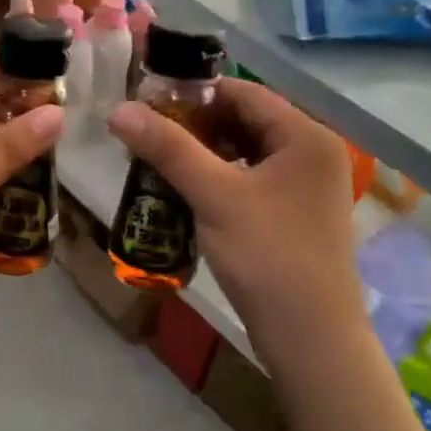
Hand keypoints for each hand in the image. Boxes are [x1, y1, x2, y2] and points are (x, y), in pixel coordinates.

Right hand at [108, 78, 364, 372]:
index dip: (194, 91)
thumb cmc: (268, 256)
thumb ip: (168, 148)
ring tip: (157, 158)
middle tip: (147, 131)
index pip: (244, 92)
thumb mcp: (214, 196)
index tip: (148, 99)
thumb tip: (118, 110)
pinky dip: (218, 178)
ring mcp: (305, 187)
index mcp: (306, 136)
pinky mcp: (294, 214)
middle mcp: (311, 153)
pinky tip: (184, 189)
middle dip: (195, 124)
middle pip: (245, 120)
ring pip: (245, 152)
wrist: (311, 340)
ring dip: (203, 152)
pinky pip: (250, 179)